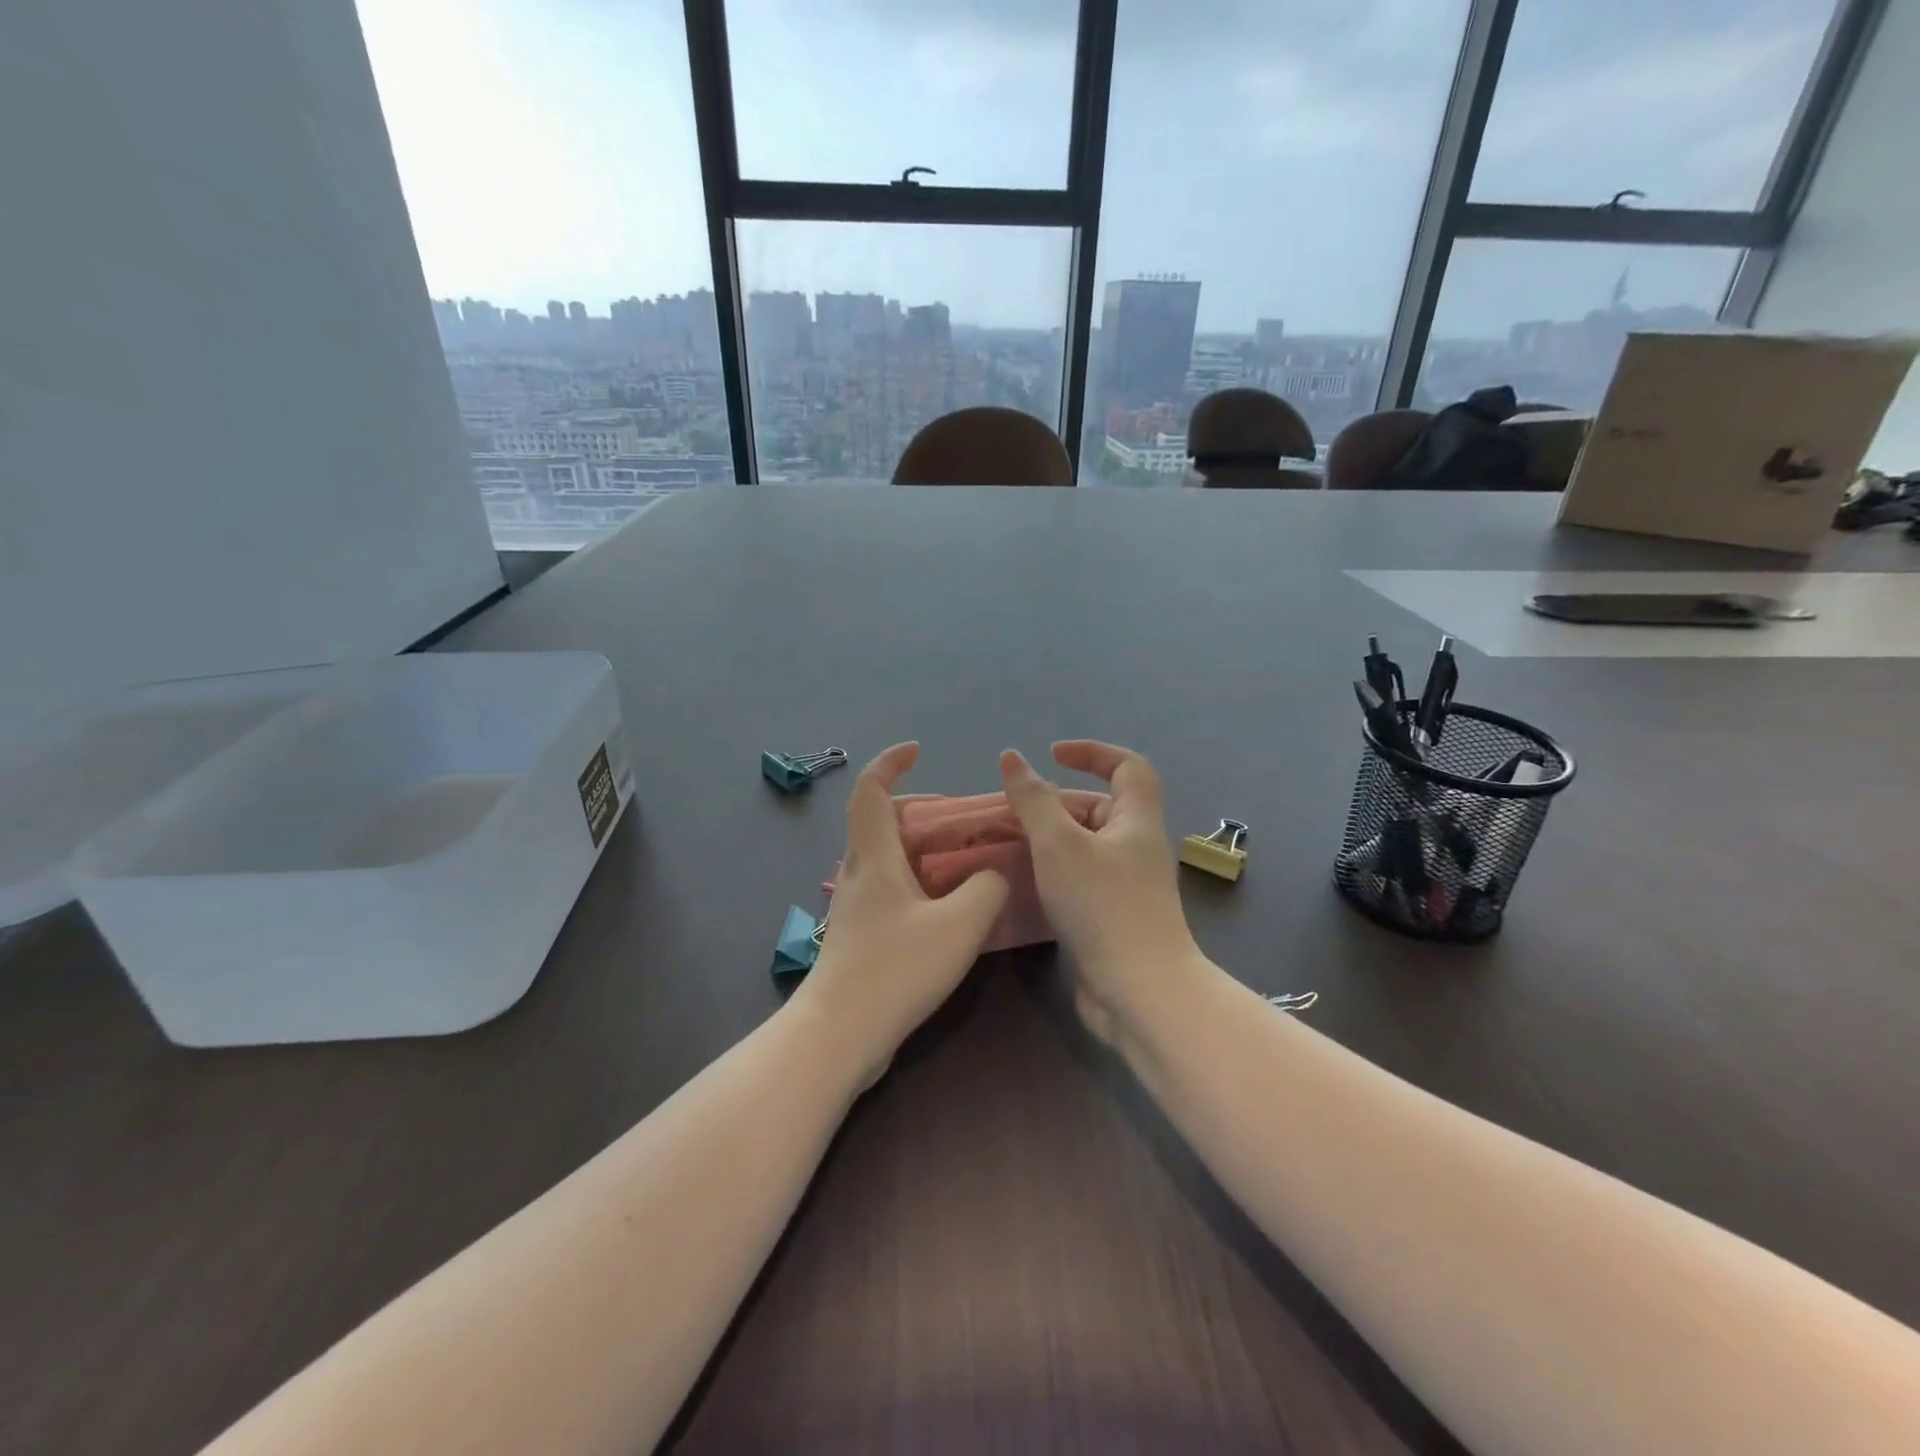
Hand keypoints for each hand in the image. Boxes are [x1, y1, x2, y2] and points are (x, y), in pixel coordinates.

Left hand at [792, 743, 1009, 1087]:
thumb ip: (987, 889)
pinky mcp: (859, 934)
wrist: (840, 1033)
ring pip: (887, 857)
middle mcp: (859, 872)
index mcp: (874, 856)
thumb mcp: (959, 925)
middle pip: (881, 821)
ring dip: (923, 848)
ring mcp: (855, 905)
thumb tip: (992, 875)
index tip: (917, 750)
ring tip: (964, 860)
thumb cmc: (896, 968)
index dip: (891, 762)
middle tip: (961, 820)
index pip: (871, 790)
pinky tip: (948, 906)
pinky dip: (919, 879)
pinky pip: (891, 888)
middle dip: (921, 810)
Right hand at [999, 741, 1200, 1044]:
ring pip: (1087, 847)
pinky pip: (1082, 879)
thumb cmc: (1102, 905)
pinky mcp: (1115, 917)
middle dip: (1057, 803)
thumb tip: (1012, 758)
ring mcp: (1128, 886)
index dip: (1092, 752)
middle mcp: (1138, 847)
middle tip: (1012, 812)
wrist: (1139, 991)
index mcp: (1137, 820)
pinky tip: (1026, 884)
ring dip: (1051, 840)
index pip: (1127, 766)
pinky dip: (1055, 872)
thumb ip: (1033, 800)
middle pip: (1100, 807)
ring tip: (1009, 844)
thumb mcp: (1059, 843)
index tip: (1051, 755)